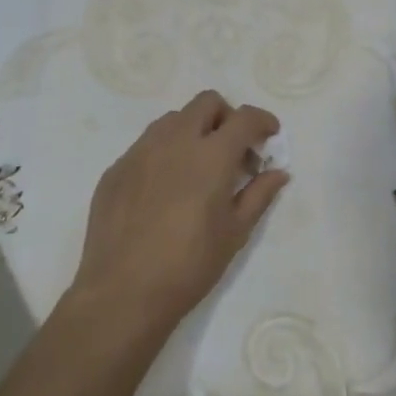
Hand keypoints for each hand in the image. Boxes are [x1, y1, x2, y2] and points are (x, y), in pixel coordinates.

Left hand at [67, 90, 288, 339]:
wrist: (123, 292)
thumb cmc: (189, 265)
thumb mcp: (235, 232)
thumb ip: (259, 194)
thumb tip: (278, 172)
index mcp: (211, 155)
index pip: (245, 118)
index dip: (263, 121)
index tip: (269, 136)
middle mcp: (175, 141)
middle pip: (207, 103)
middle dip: (227, 117)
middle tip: (233, 151)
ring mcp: (140, 151)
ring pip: (173, 119)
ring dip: (194, 131)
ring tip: (198, 169)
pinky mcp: (116, 168)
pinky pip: (146, 145)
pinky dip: (165, 153)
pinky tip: (165, 190)